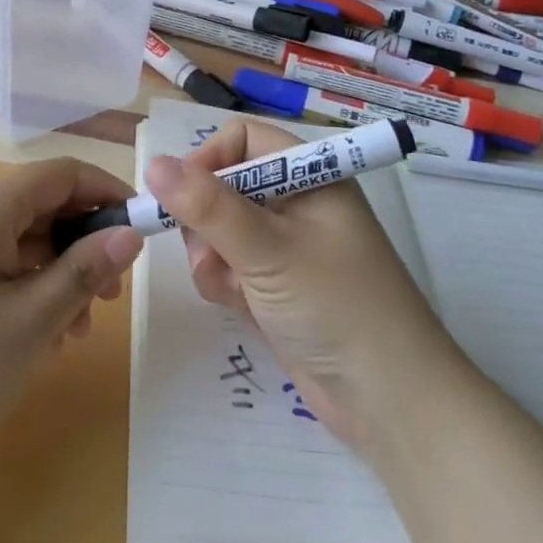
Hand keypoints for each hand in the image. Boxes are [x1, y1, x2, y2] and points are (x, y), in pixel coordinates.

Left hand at [0, 158, 142, 457]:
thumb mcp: (30, 320)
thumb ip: (85, 272)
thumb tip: (130, 233)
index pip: (65, 173)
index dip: (108, 194)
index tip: (141, 233)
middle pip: (45, 207)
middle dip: (85, 246)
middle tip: (111, 300)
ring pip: (23, 241)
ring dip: (58, 276)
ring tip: (75, 334)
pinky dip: (26, 290)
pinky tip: (36, 339)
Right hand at [149, 120, 452, 451]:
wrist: (389, 403)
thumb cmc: (335, 306)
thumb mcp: (267, 250)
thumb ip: (207, 207)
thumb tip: (153, 164)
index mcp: (310, 175)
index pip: (244, 139)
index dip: (209, 159)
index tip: (180, 195)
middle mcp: (297, 202)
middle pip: (225, 185)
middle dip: (206, 221)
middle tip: (208, 254)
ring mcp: (287, 246)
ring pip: (220, 230)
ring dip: (214, 258)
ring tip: (231, 289)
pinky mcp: (277, 285)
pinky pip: (231, 266)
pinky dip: (226, 284)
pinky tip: (242, 308)